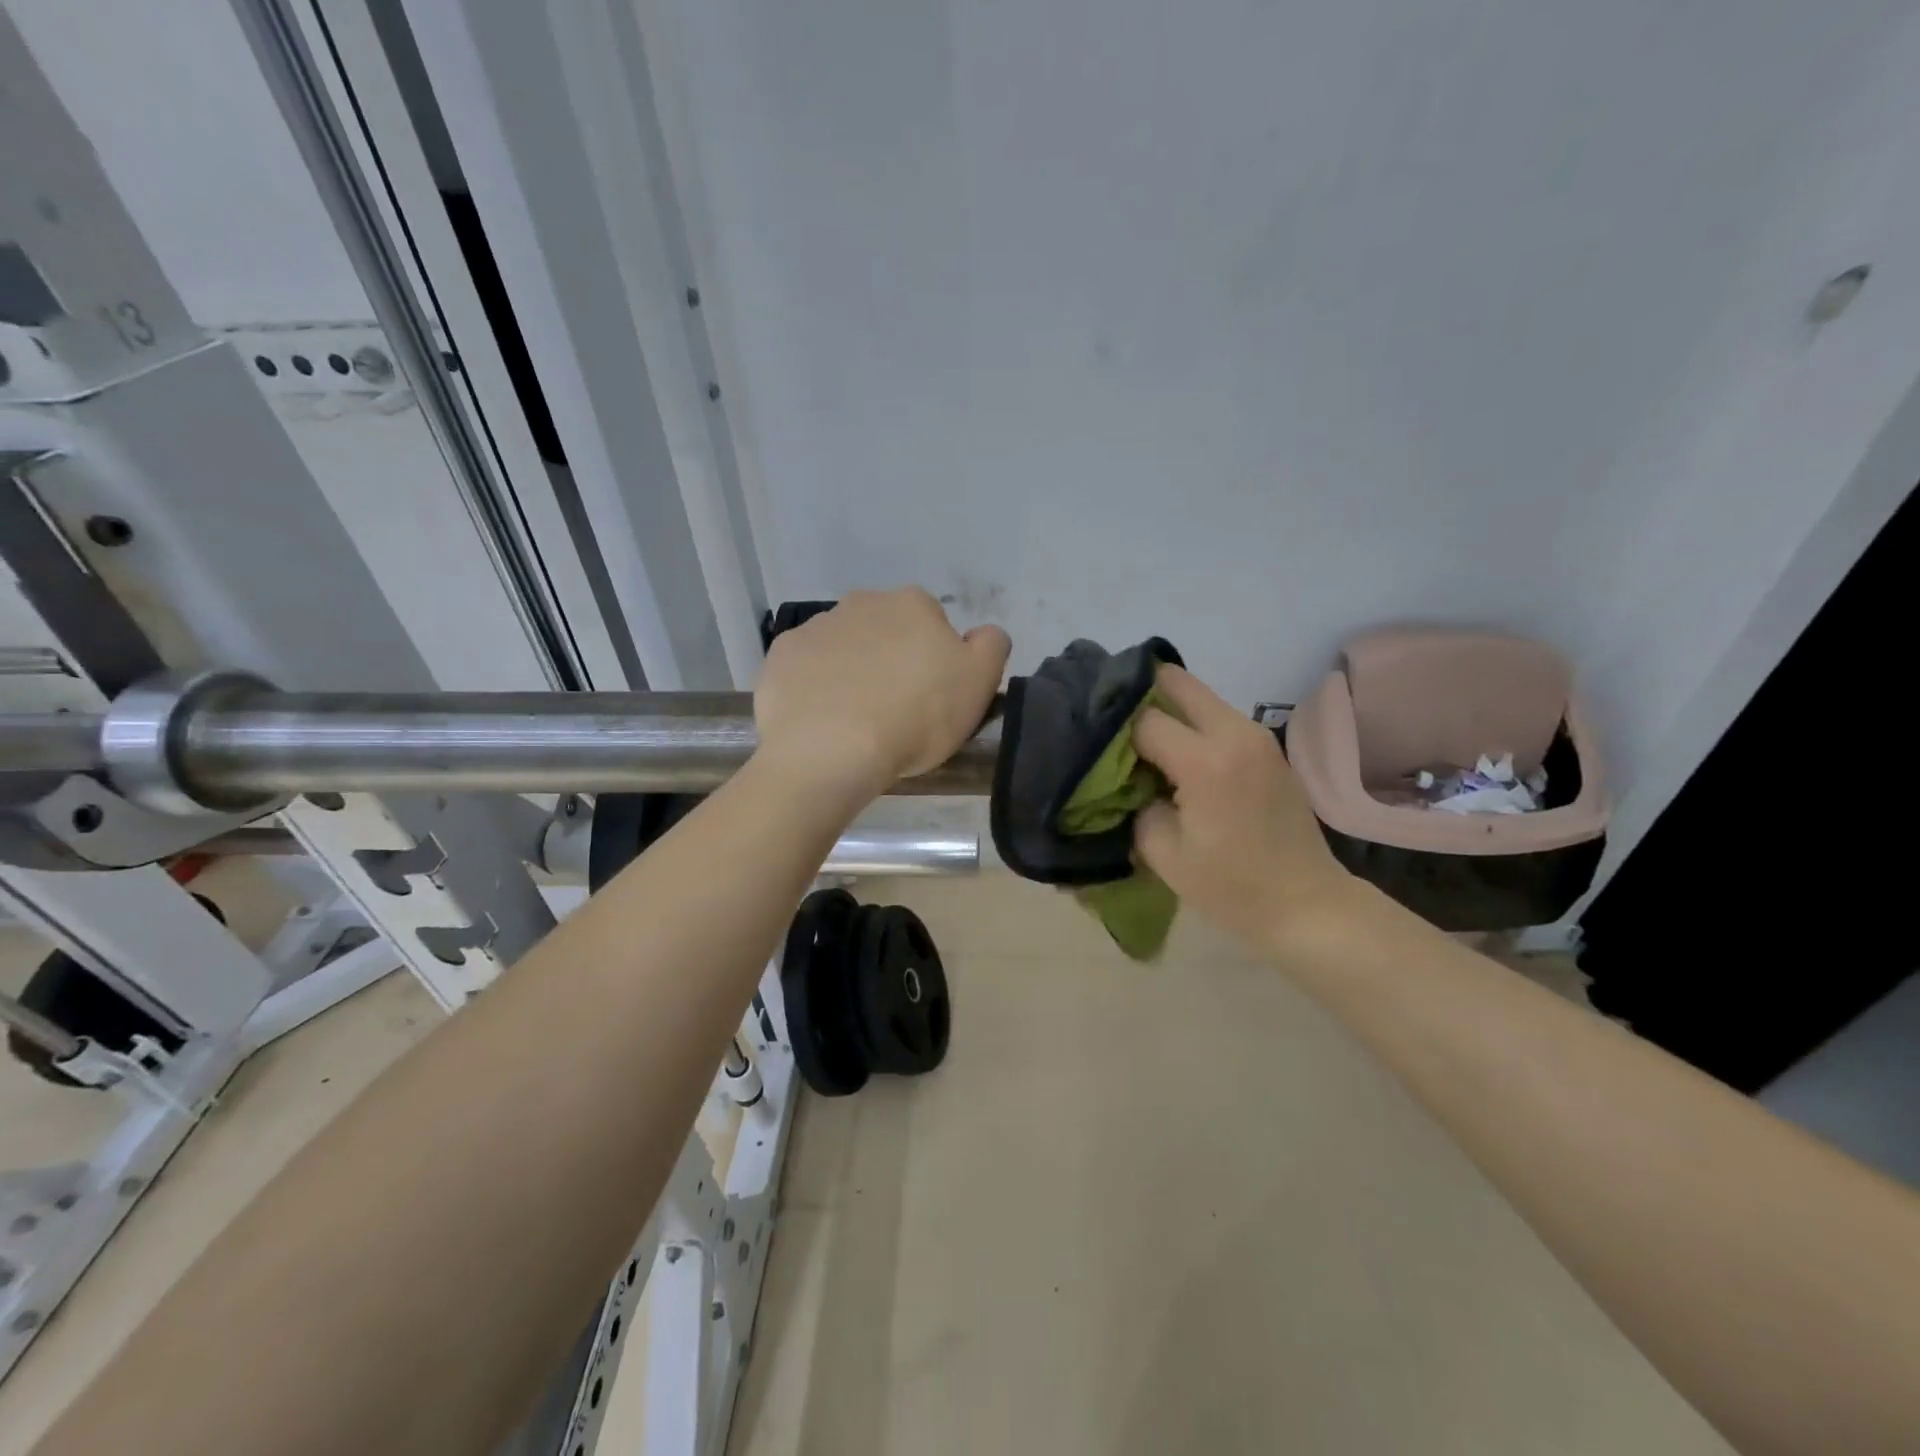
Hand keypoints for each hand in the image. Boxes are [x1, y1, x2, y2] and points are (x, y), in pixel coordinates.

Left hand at [754, 588, 1010, 800]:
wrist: (831, 749)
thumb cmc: (916, 717)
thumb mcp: (980, 682)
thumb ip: (991, 646)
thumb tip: (981, 634)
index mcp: (914, 604)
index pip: (933, 624)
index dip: (935, 660)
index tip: (932, 696)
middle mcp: (863, 602)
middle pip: (885, 630)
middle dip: (890, 659)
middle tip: (895, 709)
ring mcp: (816, 627)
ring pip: (844, 646)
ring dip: (851, 670)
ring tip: (854, 720)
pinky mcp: (780, 656)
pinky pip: (806, 668)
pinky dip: (814, 686)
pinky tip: (820, 718)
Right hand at [1132, 665, 1354, 951]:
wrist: (1306, 904)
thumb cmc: (1231, 887)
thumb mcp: (1164, 853)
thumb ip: (1136, 802)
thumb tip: (1128, 777)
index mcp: (1206, 761)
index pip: (1144, 720)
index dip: (1116, 734)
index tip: (1098, 751)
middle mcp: (1235, 733)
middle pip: (1175, 680)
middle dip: (1140, 696)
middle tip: (1117, 727)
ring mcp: (1257, 735)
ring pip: (1198, 696)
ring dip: (1169, 711)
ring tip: (1145, 745)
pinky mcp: (1267, 746)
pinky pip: (1218, 717)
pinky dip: (1192, 726)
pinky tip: (1177, 758)